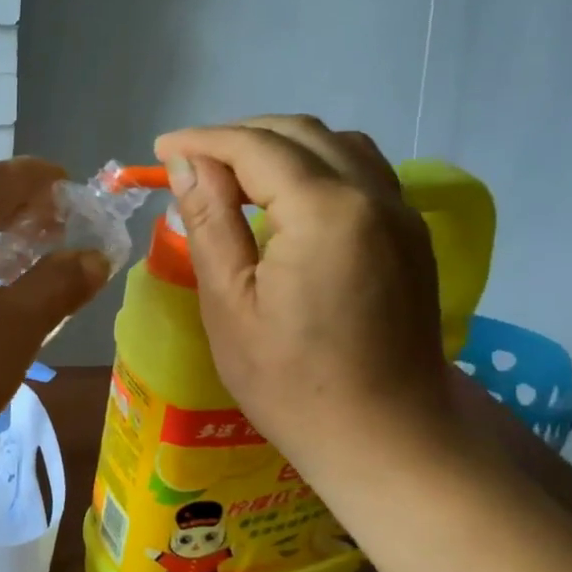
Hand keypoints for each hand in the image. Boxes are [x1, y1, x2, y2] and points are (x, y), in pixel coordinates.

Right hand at [153, 116, 454, 477]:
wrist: (387, 437)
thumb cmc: (291, 383)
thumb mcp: (229, 303)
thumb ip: (209, 222)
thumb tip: (186, 164)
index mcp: (325, 211)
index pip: (255, 146)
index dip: (202, 140)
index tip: (160, 149)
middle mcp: (372, 195)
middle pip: (300, 133)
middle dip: (239, 136)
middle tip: (190, 162)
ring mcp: (401, 214)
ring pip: (336, 145)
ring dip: (280, 145)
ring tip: (234, 174)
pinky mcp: (410, 235)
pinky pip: (361, 172)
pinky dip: (315, 165)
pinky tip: (286, 198)